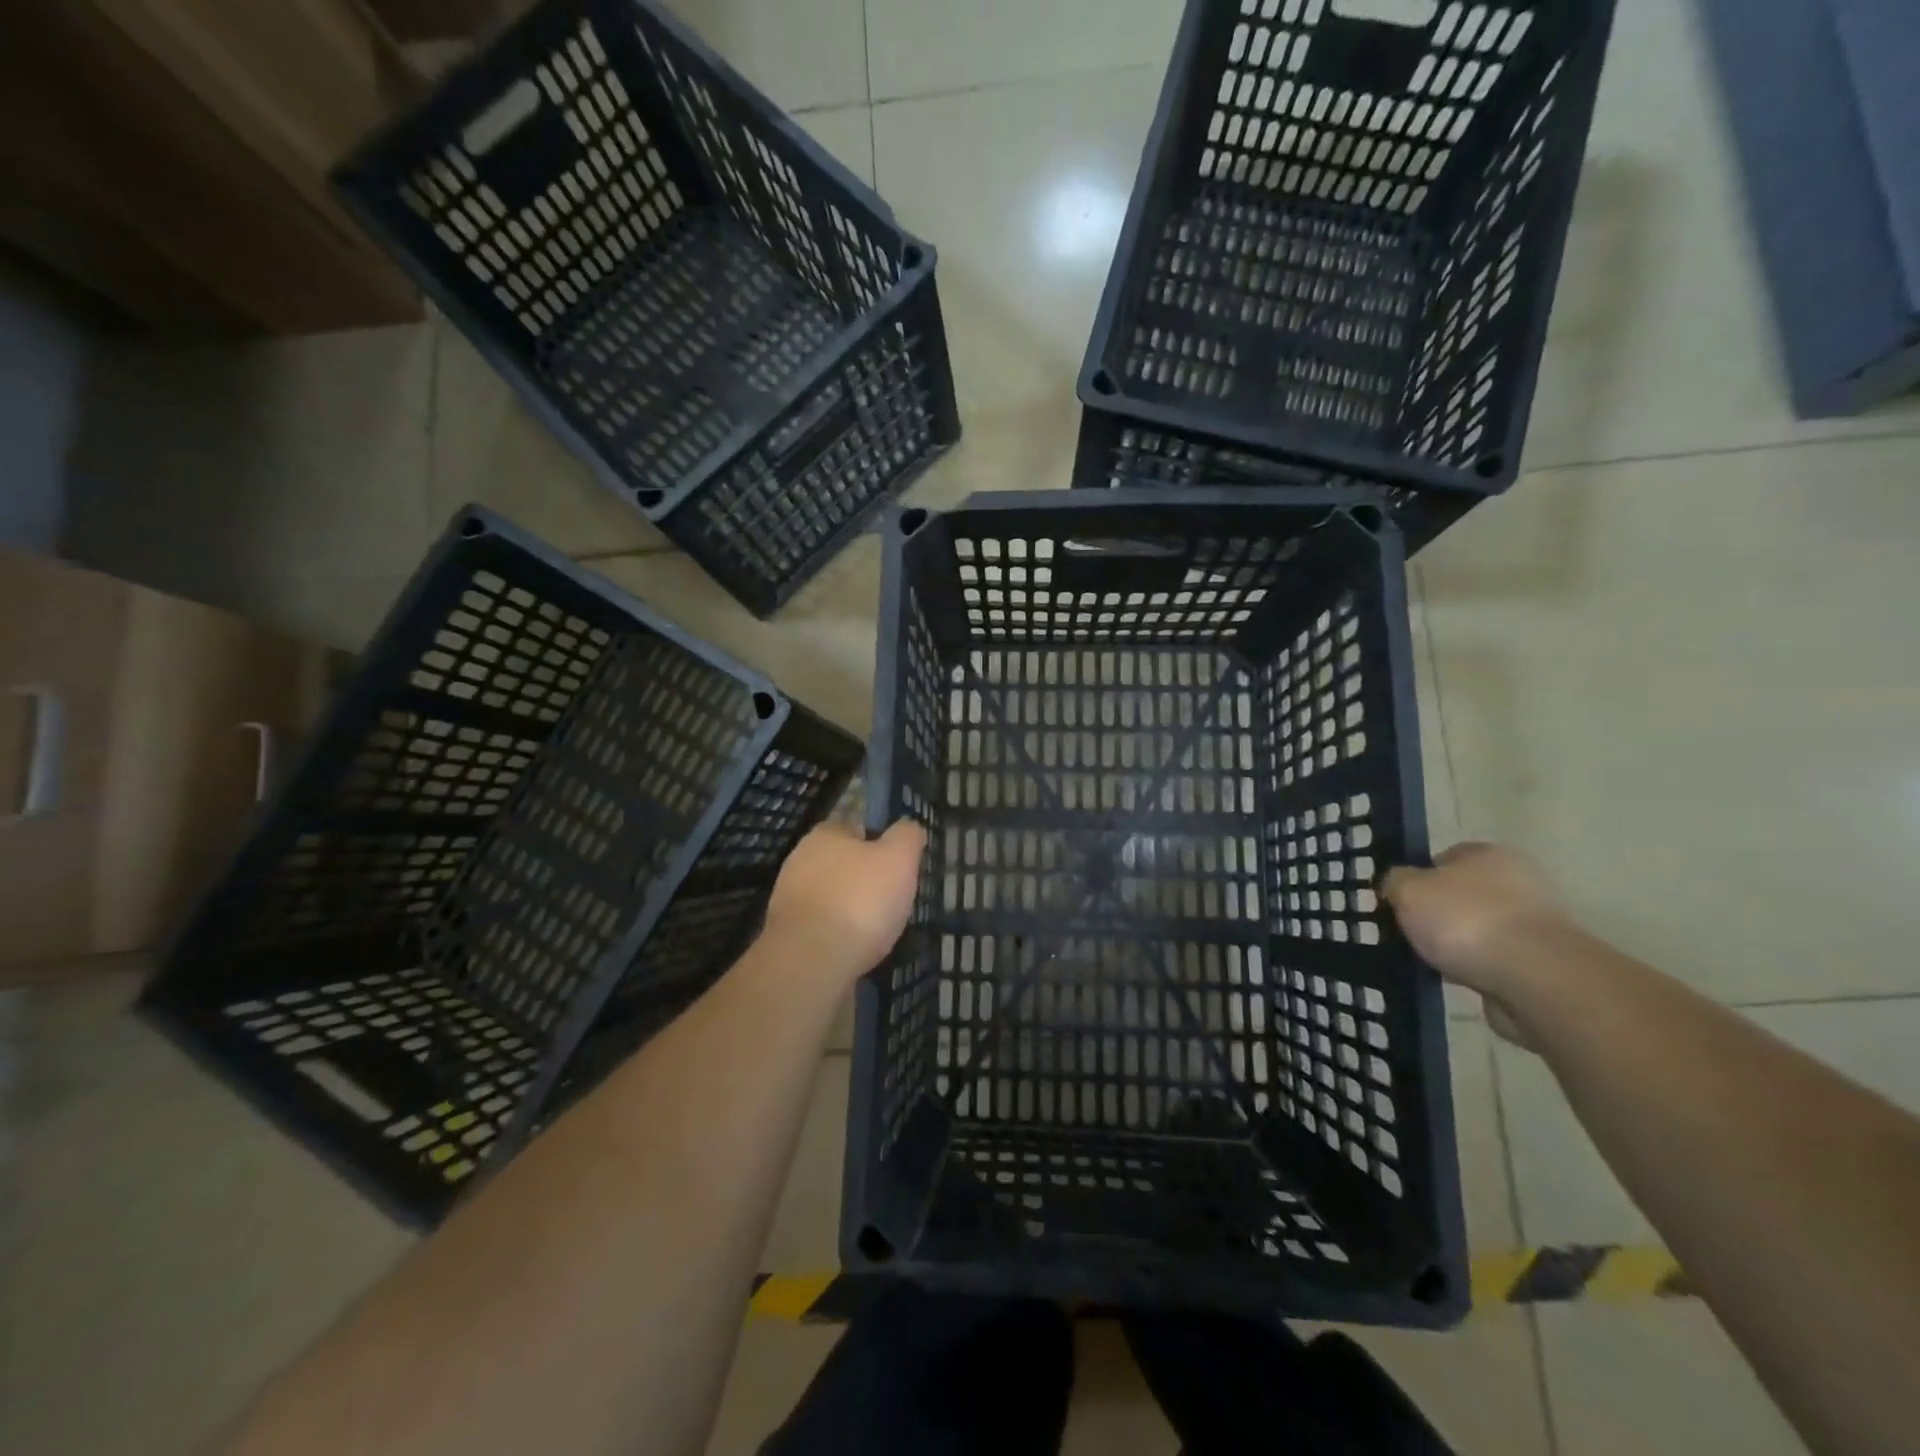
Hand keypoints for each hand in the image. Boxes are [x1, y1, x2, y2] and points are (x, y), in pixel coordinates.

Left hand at [764, 819, 926, 980]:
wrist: (810, 962)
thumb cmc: (859, 901)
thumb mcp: (899, 859)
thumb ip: (906, 836)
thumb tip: (908, 827)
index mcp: (826, 834)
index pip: (855, 825)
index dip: (878, 840)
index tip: (897, 862)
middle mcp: (801, 859)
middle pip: (841, 861)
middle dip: (863, 876)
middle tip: (891, 896)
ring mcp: (789, 897)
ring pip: (830, 894)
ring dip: (850, 906)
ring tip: (877, 927)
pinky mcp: (786, 932)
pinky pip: (821, 924)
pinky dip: (838, 932)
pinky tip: (855, 947)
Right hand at [1382, 843, 1573, 1001]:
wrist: (1535, 978)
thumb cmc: (1466, 920)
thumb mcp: (1409, 890)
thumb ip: (1395, 881)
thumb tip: (1397, 885)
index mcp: (1489, 854)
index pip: (1445, 858)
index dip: (1418, 878)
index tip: (1399, 901)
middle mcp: (1520, 881)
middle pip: (1462, 894)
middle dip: (1438, 914)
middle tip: (1410, 932)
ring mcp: (1535, 923)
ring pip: (1478, 929)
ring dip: (1457, 944)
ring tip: (1431, 961)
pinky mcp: (1543, 962)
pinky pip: (1494, 960)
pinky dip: (1476, 969)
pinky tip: (1457, 979)